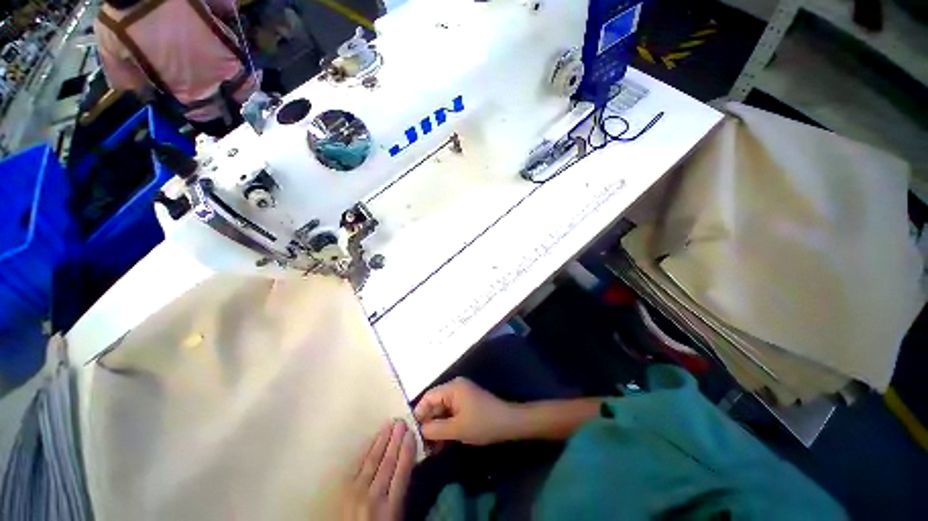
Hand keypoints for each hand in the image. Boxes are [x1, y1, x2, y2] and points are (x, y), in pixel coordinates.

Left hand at [342, 420, 416, 520]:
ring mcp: (356, 491)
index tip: (411, 433)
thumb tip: (407, 462)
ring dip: (382, 439)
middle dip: (396, 440)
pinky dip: (367, 449)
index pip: (402, 472)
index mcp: (390, 508)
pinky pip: (357, 464)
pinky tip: (373, 439)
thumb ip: (401, 491)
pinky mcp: (343, 489)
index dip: (407, 450)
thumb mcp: (396, 516)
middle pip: (387, 462)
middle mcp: (373, 496)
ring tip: (390, 424)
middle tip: (401, 421)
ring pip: (372, 460)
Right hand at [414, 377, 520, 445]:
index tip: (412, 433)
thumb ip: (435, 429)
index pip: (428, 397)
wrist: (508, 423)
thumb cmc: (482, 423)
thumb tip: (418, 430)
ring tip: (429, 448)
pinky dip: (446, 426)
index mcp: (452, 388)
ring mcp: (461, 395)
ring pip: (442, 410)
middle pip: (434, 403)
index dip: (419, 413)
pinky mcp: (466, 403)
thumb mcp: (457, 429)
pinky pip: (451, 413)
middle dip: (427, 423)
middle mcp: (455, 388)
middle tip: (420, 444)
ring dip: (436, 427)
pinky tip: (441, 443)